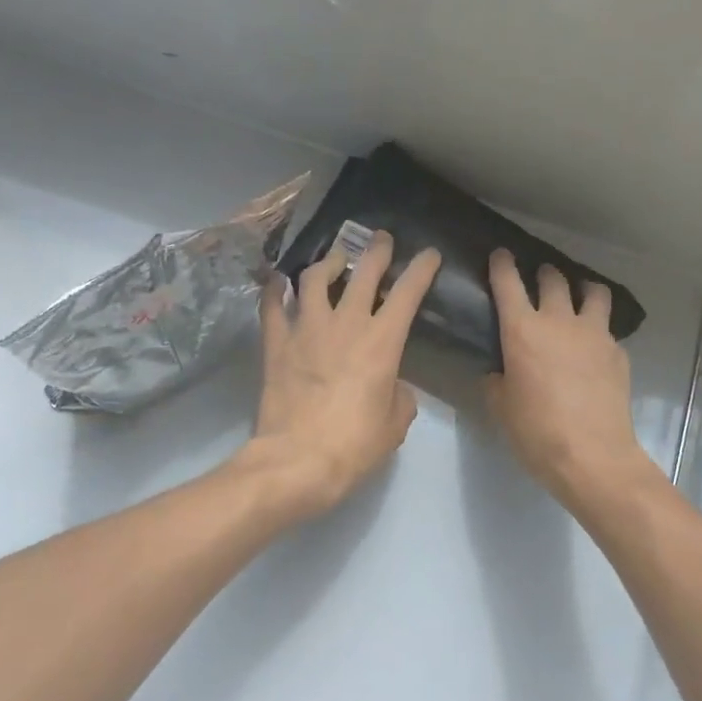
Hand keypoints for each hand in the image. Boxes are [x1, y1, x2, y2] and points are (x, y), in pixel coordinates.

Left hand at [242, 231, 441, 519]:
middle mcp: (345, 323)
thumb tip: (391, 384)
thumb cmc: (354, 444)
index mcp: (382, 341)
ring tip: (334, 259)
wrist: (296, 460)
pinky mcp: (275, 343)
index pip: (408, 292)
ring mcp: (306, 328)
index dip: (421, 268)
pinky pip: (272, 305)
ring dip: (328, 262)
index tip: (429, 254)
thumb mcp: (395, 423)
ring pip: (315, 278)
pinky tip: (278, 281)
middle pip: (362, 271)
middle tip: (380, 239)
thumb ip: (399, 394)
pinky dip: (276, 290)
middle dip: (376, 250)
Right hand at [485, 250, 656, 510]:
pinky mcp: (618, 352)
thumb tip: (500, 370)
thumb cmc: (536, 432)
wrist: (593, 456)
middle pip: (554, 279)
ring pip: (594, 292)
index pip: (508, 282)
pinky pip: (607, 330)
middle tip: (540, 278)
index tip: (501, 254)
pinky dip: (598, 331)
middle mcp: (560, 321)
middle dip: (544, 273)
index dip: (502, 264)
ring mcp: (595, 334)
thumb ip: (497, 379)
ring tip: (579, 297)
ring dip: (583, 289)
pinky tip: (593, 350)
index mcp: (522, 330)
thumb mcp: (501, 407)